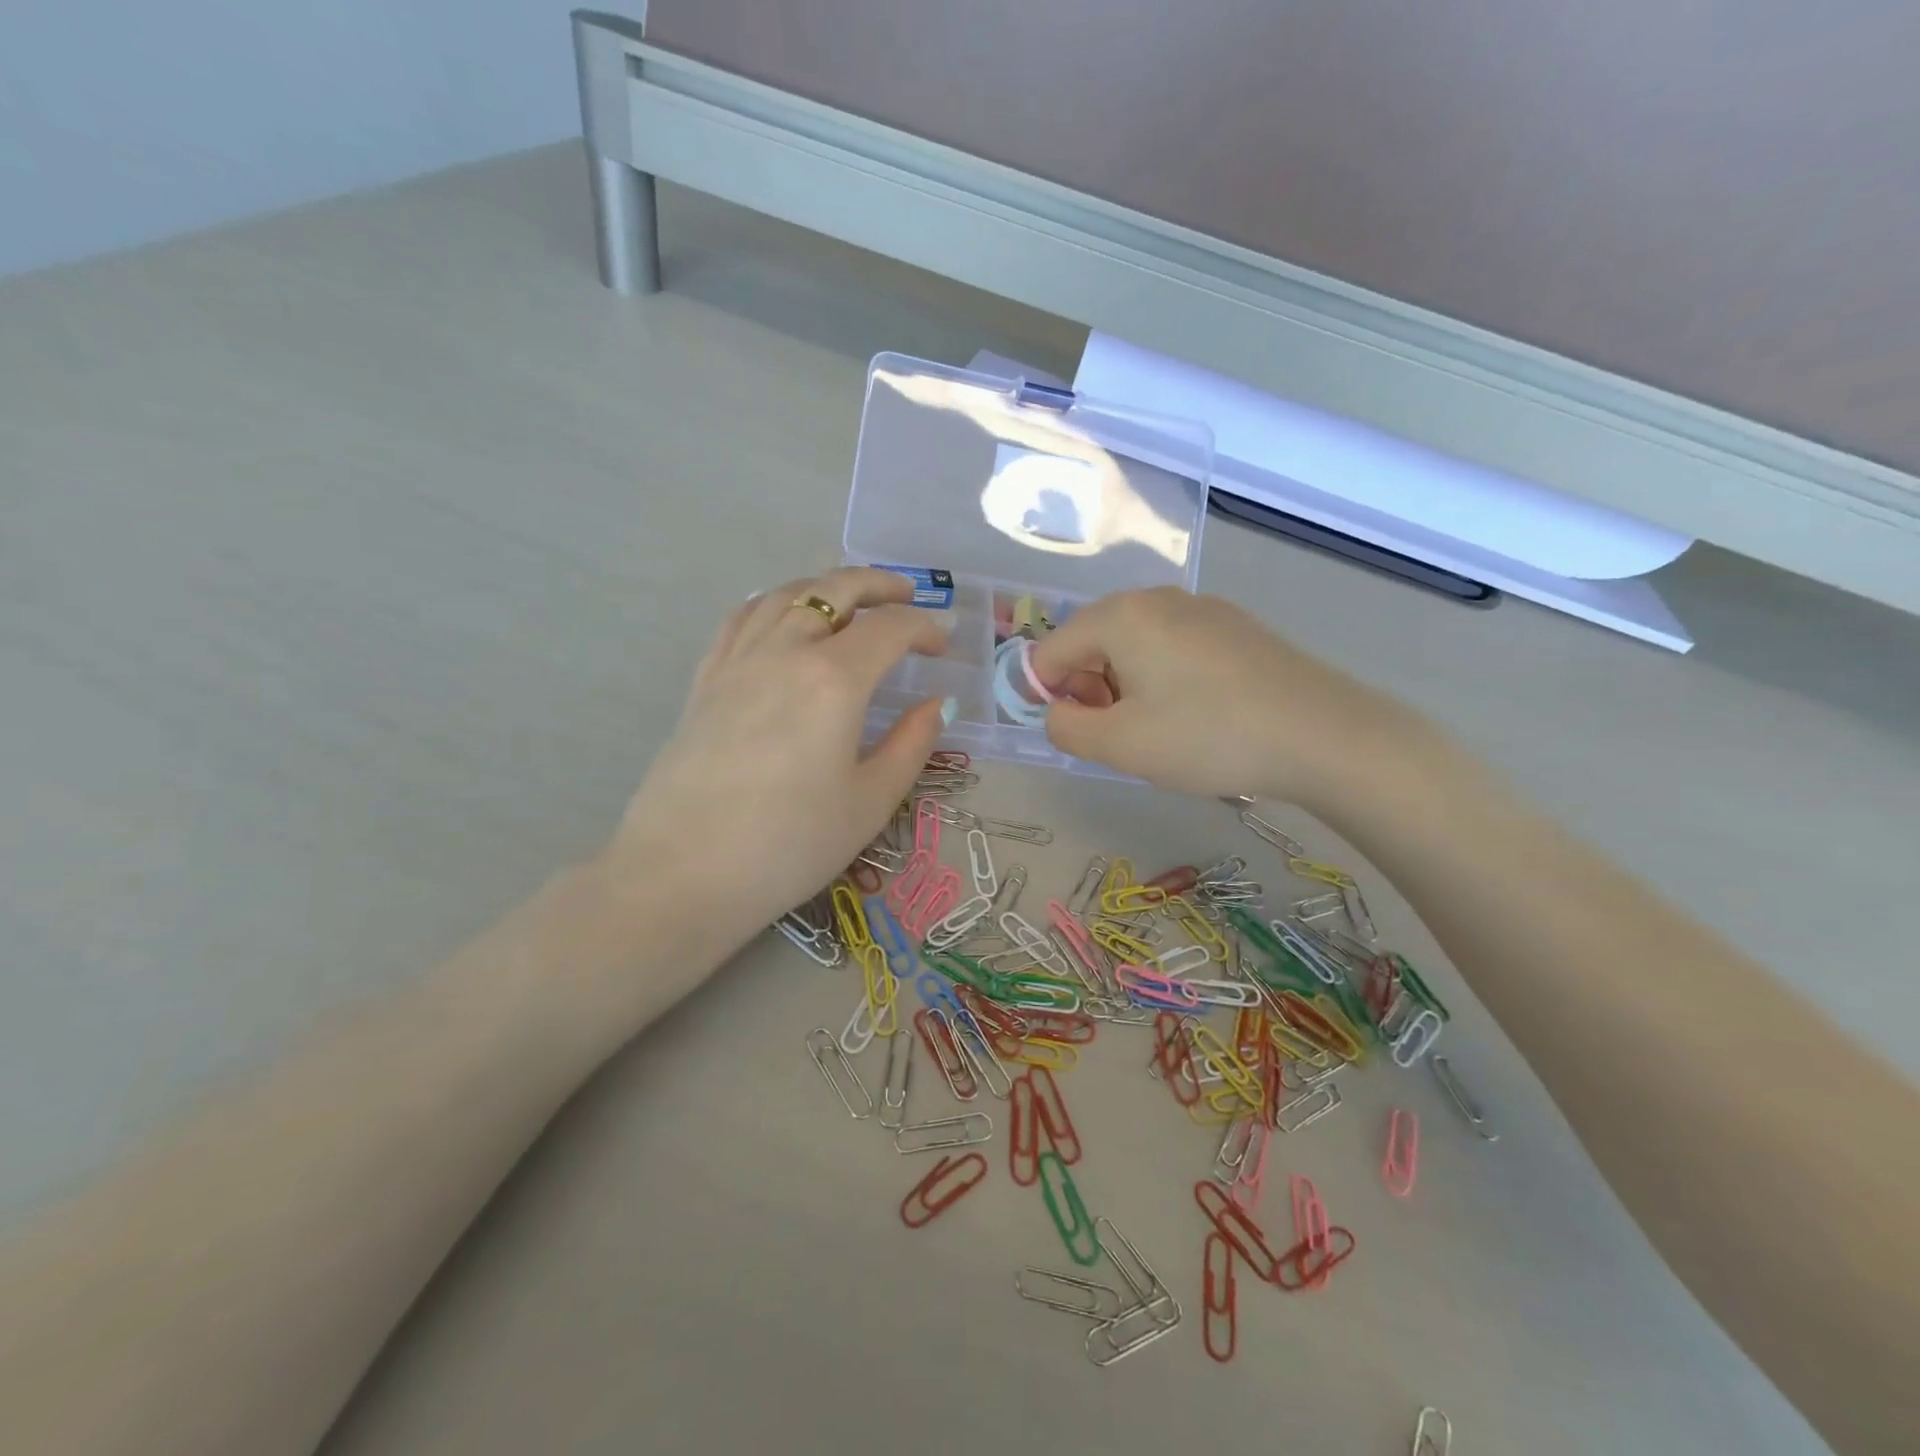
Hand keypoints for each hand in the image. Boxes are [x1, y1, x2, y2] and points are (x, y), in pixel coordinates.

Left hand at [607, 567, 953, 953]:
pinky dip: (773, 602)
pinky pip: (742, 617)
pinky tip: (781, 616)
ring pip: (786, 595)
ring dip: (826, 586)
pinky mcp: (706, 679)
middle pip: (835, 590)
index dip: (924, 628)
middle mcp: (785, 651)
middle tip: (908, 596)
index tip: (943, 644)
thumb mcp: (870, 802)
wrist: (683, 873)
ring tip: (850, 599)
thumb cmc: (790, 844)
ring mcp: (738, 660)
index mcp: (834, 679)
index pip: (889, 629)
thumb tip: (935, 705)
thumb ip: (911, 744)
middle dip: (879, 585)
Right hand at [1029, 587, 1409, 806]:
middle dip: (1090, 690)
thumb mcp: (1119, 745)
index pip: (1050, 652)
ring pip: (1133, 645)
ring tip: (1160, 729)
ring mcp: (1200, 607)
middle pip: (1091, 643)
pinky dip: (1163, 678)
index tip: (1083, 734)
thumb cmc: (1207, 737)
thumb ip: (1065, 728)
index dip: (1049, 697)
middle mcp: (1156, 597)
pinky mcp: (1234, 625)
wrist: (1321, 733)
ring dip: (1126, 687)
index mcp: (1120, 616)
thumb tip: (1058, 711)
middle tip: (1122, 735)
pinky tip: (1196, 714)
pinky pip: (1172, 646)